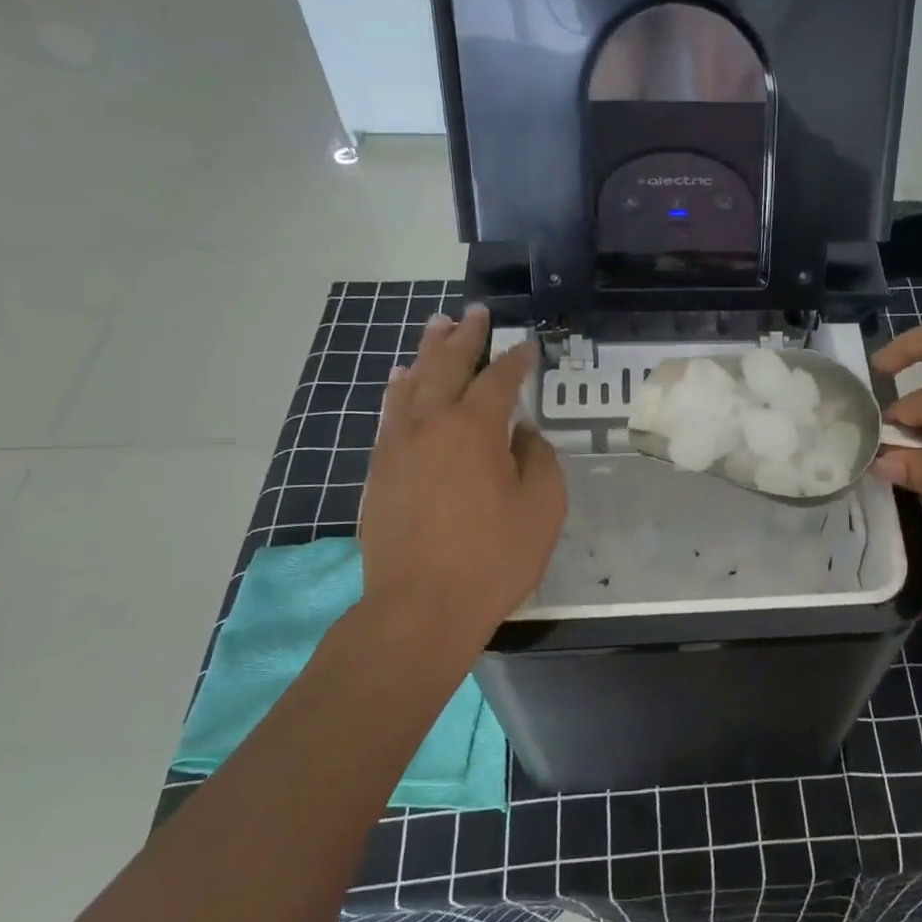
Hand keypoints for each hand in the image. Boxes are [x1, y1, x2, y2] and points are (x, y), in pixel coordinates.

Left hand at [359, 306, 564, 657]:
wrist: (419, 609)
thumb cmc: (493, 558)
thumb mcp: (543, 508)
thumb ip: (538, 460)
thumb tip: (523, 434)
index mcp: (475, 428)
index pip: (499, 379)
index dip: (516, 359)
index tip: (527, 344)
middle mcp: (431, 424)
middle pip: (446, 365)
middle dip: (464, 336)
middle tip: (475, 312)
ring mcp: (397, 446)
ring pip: (410, 383)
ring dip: (426, 352)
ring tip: (435, 327)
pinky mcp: (378, 471)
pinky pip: (388, 413)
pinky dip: (398, 389)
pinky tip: (400, 380)